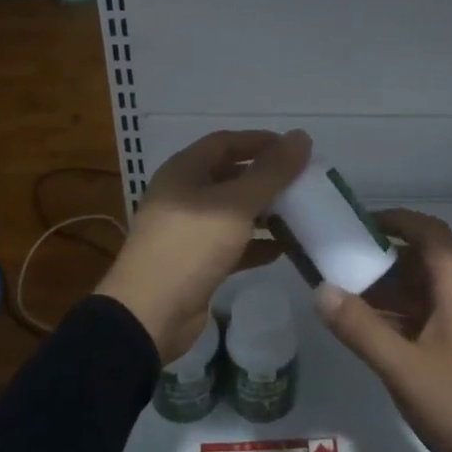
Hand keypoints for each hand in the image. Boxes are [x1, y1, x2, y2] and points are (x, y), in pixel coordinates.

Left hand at [96, 129, 310, 363]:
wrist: (149, 315)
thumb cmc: (191, 246)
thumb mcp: (236, 204)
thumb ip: (271, 172)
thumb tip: (301, 136)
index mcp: (185, 170)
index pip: (226, 142)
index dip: (261, 141)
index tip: (295, 149)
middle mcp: (183, 193)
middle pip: (230, 175)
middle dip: (265, 178)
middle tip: (302, 183)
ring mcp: (187, 229)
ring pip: (232, 210)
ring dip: (263, 211)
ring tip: (299, 214)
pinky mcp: (194, 262)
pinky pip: (231, 243)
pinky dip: (255, 243)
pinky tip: (283, 249)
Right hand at [315, 209, 451, 451]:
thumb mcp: (406, 370)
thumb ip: (362, 330)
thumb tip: (320, 289)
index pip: (431, 233)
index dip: (398, 219)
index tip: (360, 223)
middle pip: (419, 260)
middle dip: (380, 256)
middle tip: (339, 260)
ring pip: (416, 292)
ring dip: (382, 289)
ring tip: (340, 292)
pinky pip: (417, 319)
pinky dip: (390, 317)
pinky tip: (362, 330)